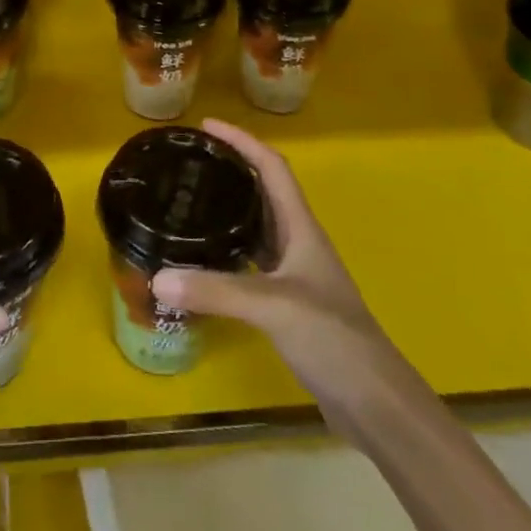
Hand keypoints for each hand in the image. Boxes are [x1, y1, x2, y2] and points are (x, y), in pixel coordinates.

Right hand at [151, 119, 403, 409]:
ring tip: (191, 200)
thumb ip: (216, 291)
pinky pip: (253, 262)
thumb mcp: (273, 306)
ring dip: (231, 209)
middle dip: (232, 169)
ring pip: (258, 226)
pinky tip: (206, 260)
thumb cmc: (332, 337)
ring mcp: (296, 274)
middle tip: (191, 162)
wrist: (373, 403)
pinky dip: (229, 252)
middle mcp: (298, 242)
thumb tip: (157, 277)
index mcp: (301, 227)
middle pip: (264, 191)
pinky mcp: (289, 304)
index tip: (206, 127)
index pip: (272, 166)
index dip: (242, 141)